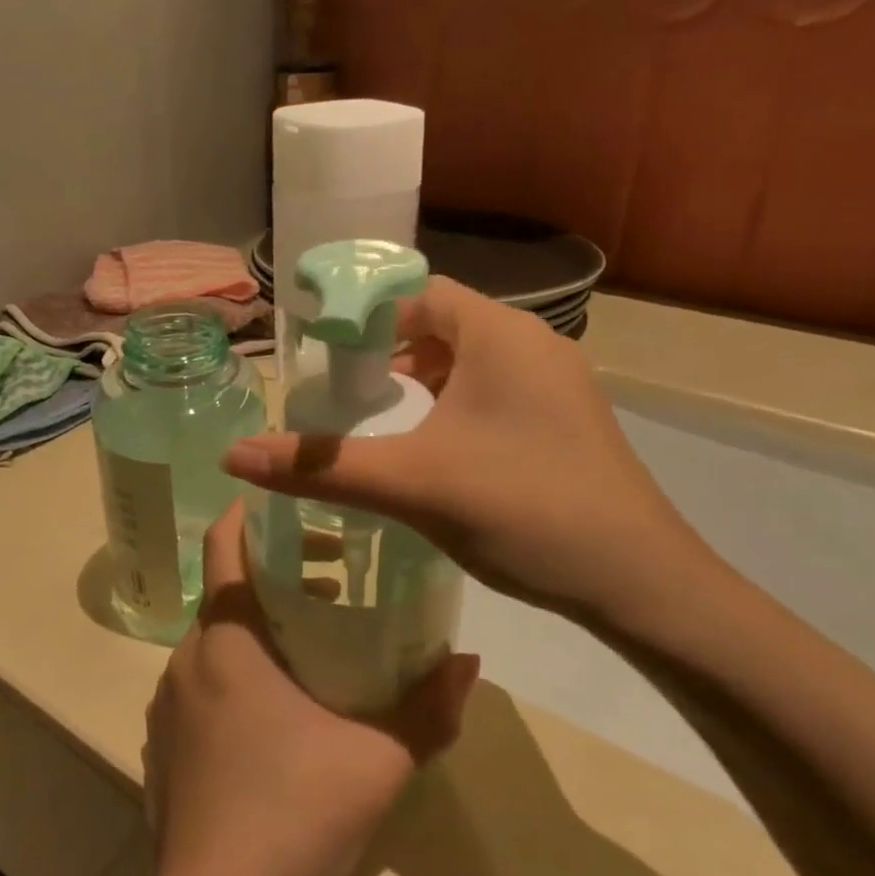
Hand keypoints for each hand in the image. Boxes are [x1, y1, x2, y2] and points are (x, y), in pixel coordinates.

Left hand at [142, 504, 477, 875]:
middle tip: (337, 573)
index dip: (253, 510)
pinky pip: (203, 674)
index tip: (296, 501)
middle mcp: (188, 655)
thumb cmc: (292, 819)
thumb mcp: (377, 761)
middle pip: (228, 584)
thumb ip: (429, 707)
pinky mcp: (164, 736)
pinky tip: (281, 703)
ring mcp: (168, 699)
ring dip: (262, 620)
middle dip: (278, 568)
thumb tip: (468, 659)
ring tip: (319, 637)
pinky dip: (238, 662)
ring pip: (216, 632)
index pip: (224, 541)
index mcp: (227, 638)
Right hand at [223, 277, 724, 628]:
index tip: (325, 355)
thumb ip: (322, 466)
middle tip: (346, 391)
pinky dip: (457, 403)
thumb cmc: (523, 510)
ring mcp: (557, 382)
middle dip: (390, 352)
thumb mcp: (412, 485)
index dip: (367, 316)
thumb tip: (235, 456)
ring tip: (384, 419)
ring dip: (424, 380)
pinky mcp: (567, 419)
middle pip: (443, 324)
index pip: (419, 293)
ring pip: (472, 360)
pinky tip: (437, 448)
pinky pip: (497, 390)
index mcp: (499, 334)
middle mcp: (533, 343)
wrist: (640, 582)